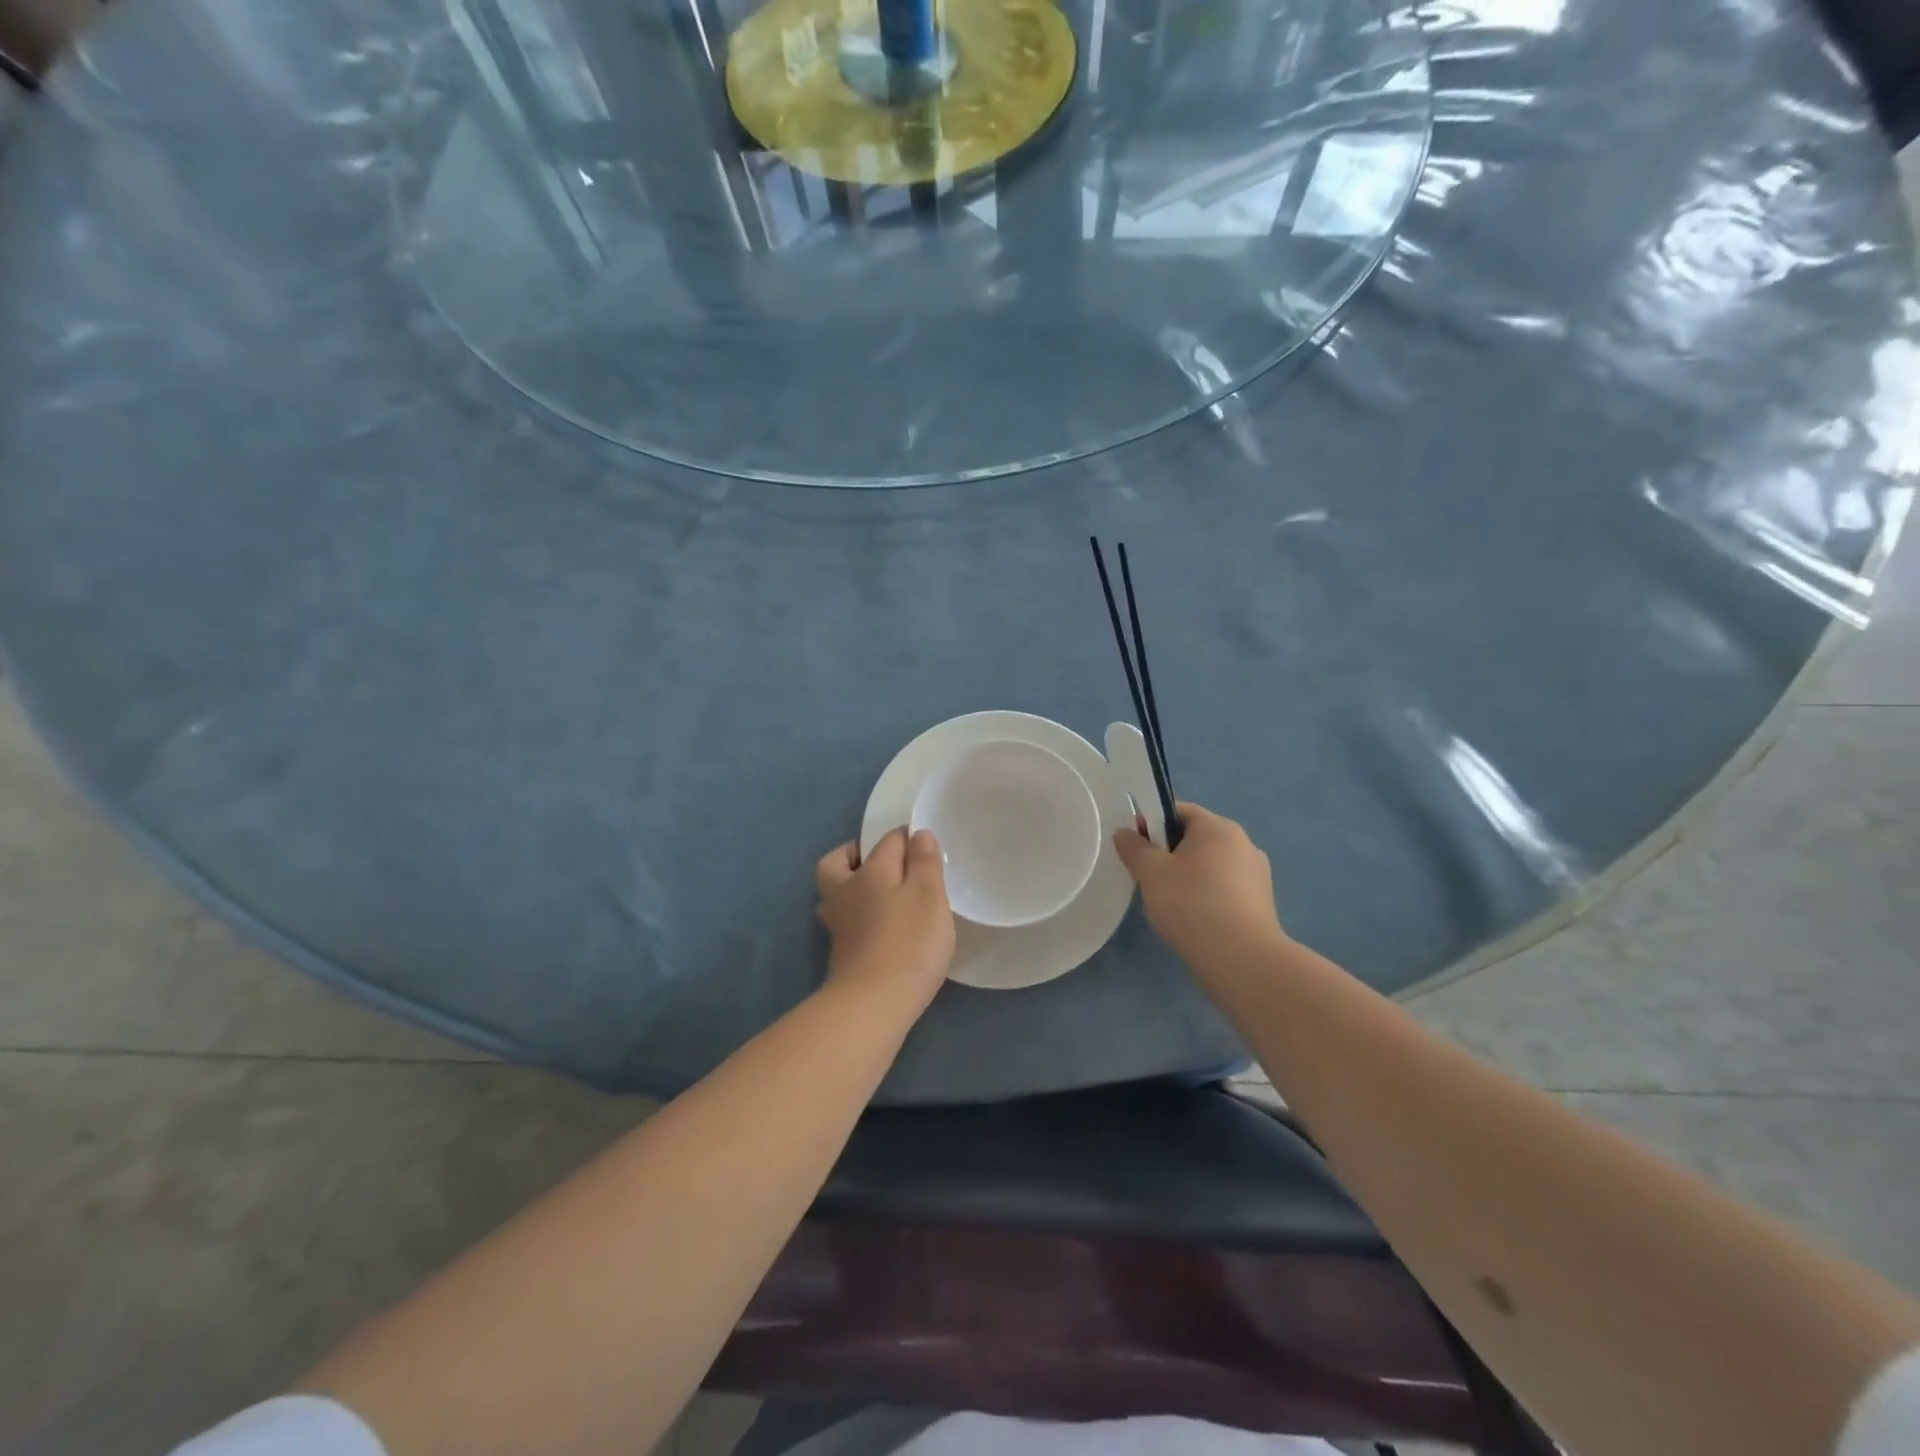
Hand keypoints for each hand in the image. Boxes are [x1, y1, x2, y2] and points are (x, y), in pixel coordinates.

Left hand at [815, 828, 955, 1012]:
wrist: (872, 1004)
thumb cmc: (907, 942)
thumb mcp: (928, 895)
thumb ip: (924, 862)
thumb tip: (917, 834)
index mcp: (869, 871)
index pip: (887, 841)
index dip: (908, 838)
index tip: (927, 849)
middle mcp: (845, 891)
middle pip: (839, 862)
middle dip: (856, 856)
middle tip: (885, 865)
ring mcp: (838, 924)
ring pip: (836, 893)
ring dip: (853, 888)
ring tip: (884, 897)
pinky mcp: (840, 953)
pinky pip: (846, 920)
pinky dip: (860, 917)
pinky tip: (882, 928)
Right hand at [1112, 803, 1286, 974]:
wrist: (1240, 959)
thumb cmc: (1191, 903)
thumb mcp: (1150, 872)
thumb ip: (1134, 847)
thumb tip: (1126, 833)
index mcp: (1218, 827)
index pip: (1180, 811)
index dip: (1152, 823)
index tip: (1136, 848)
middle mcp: (1244, 843)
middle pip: (1197, 838)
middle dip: (1170, 853)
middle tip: (1148, 878)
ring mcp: (1257, 875)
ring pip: (1211, 865)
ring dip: (1189, 876)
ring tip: (1170, 904)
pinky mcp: (1262, 904)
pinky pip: (1225, 889)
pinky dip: (1207, 897)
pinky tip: (1194, 920)